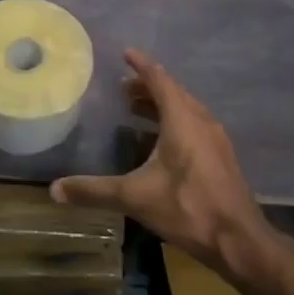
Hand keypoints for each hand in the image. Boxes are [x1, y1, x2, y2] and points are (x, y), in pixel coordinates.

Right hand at [50, 49, 270, 273]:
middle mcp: (201, 121)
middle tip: (123, 89)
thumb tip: (54, 189)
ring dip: (162, 105)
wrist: (239, 241)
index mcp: (182, 119)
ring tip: (137, 110)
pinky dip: (174, 122)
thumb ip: (94, 191)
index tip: (126, 53)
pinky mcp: (222, 157)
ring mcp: (216, 140)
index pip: (159, 80)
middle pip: (173, 93)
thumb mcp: (134, 197)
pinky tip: (161, 142)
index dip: (141, 65)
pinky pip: (194, 126)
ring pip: (186, 110)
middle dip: (148, 87)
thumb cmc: (187, 208)